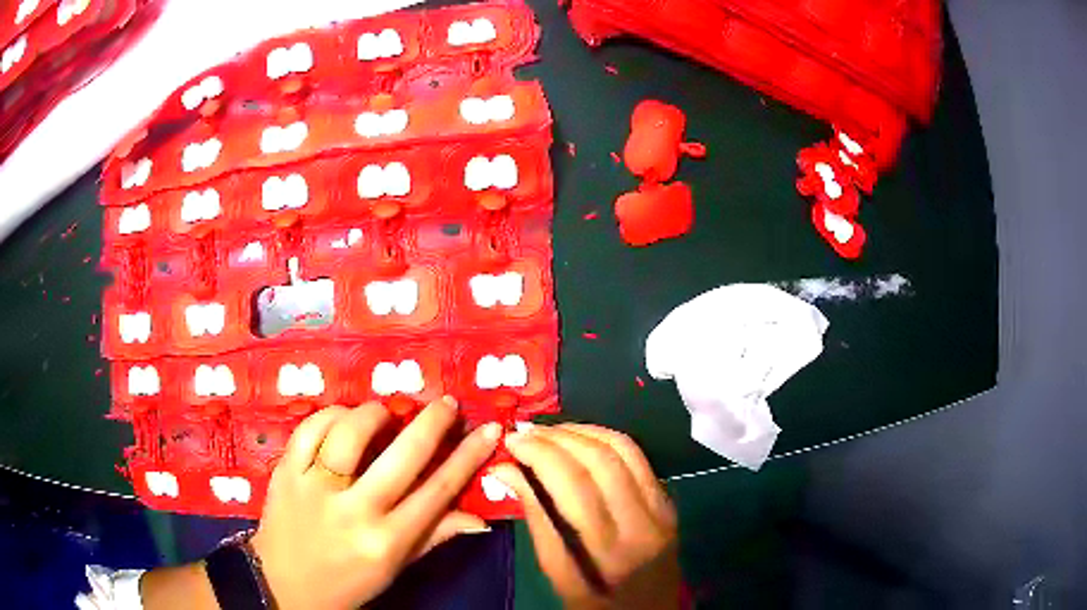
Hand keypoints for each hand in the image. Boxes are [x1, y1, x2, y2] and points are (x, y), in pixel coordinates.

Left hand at [251, 398, 500, 609]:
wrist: (282, 586)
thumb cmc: (346, 583)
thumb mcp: (394, 568)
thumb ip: (433, 537)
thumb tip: (478, 518)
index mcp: (387, 541)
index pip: (438, 491)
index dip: (468, 456)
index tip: (488, 429)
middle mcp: (354, 512)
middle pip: (402, 456)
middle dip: (431, 422)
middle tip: (445, 403)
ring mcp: (315, 488)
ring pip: (350, 433)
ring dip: (375, 414)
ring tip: (386, 413)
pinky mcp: (286, 472)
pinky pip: (310, 429)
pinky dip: (331, 415)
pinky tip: (342, 418)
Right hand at [492, 424, 680, 609]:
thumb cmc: (598, 606)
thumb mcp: (559, 577)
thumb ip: (537, 522)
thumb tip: (506, 472)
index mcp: (609, 550)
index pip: (573, 483)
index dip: (540, 453)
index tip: (511, 441)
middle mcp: (642, 522)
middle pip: (600, 459)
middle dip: (557, 437)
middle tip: (525, 432)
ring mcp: (662, 508)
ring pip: (624, 449)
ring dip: (583, 431)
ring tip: (549, 431)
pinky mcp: (669, 502)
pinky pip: (639, 458)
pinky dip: (607, 440)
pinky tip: (583, 440)